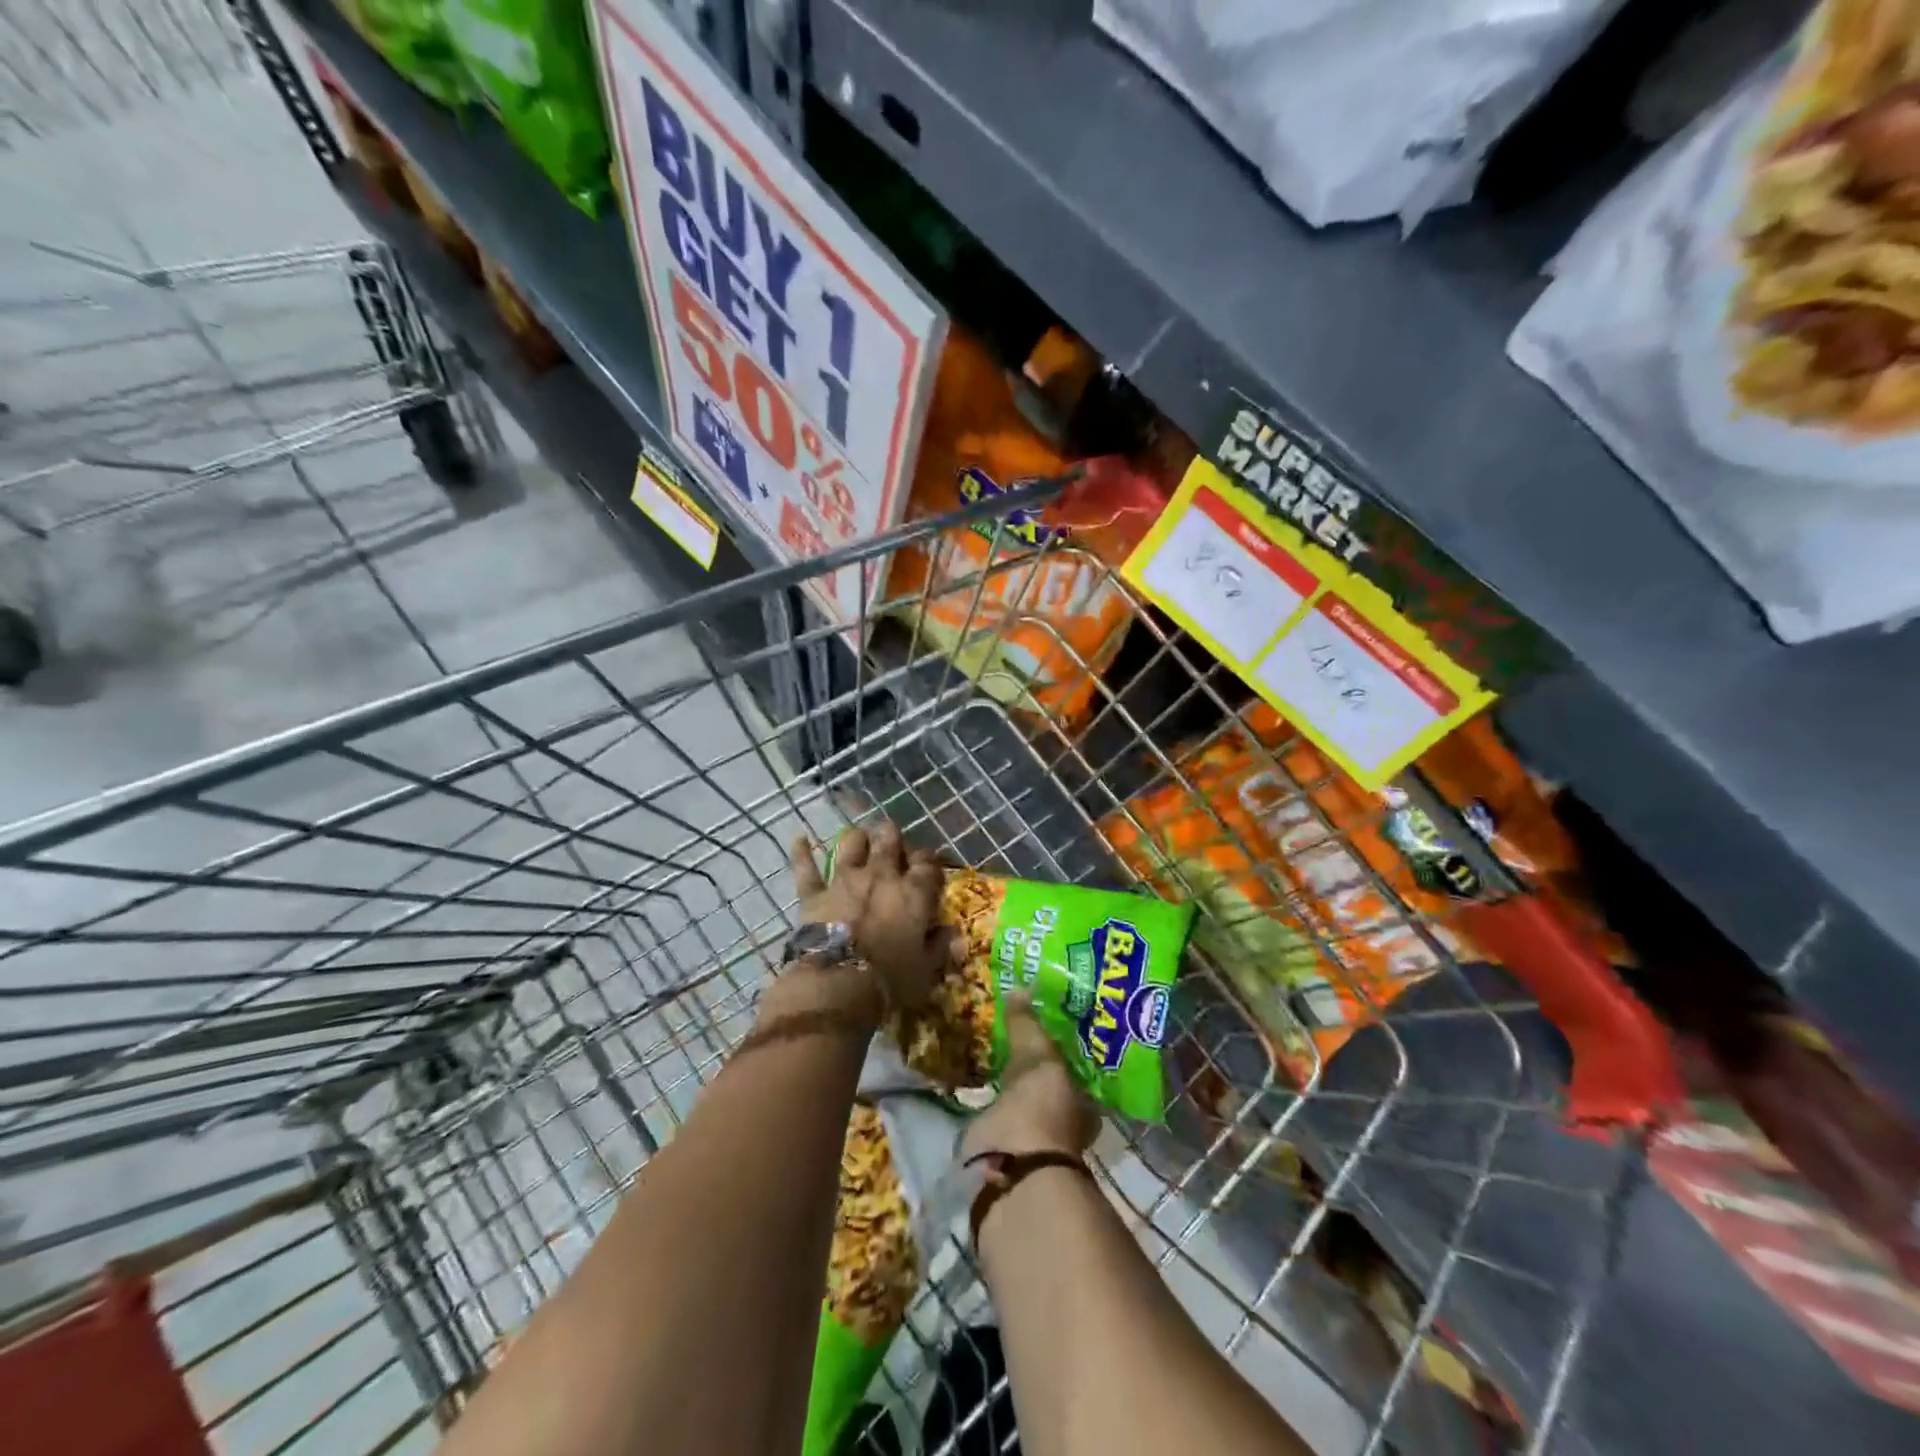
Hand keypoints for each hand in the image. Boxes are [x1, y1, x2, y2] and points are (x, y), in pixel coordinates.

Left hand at [790, 821, 953, 1013]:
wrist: (838, 985)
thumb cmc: (890, 981)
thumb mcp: (926, 970)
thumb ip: (939, 946)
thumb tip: (952, 933)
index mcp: (913, 892)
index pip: (928, 862)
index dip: (929, 861)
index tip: (929, 869)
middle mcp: (881, 875)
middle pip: (890, 839)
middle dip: (893, 837)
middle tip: (894, 847)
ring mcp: (845, 880)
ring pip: (852, 842)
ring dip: (858, 838)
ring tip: (861, 840)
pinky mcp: (815, 893)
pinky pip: (806, 868)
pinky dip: (802, 852)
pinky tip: (800, 840)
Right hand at [962, 994, 1099, 1160]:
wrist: (1009, 1162)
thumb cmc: (1041, 1105)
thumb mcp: (1037, 1054)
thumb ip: (1027, 1024)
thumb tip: (1021, 988)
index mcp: (1084, 1103)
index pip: (1074, 1068)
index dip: (1059, 1049)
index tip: (1042, 1026)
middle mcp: (1063, 1123)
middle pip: (1047, 1085)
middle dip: (1032, 1067)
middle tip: (1013, 1035)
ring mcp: (1032, 1138)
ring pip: (1022, 1101)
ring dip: (1010, 1084)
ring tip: (992, 1053)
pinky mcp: (1001, 1148)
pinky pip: (996, 1113)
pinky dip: (988, 1100)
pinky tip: (978, 1081)